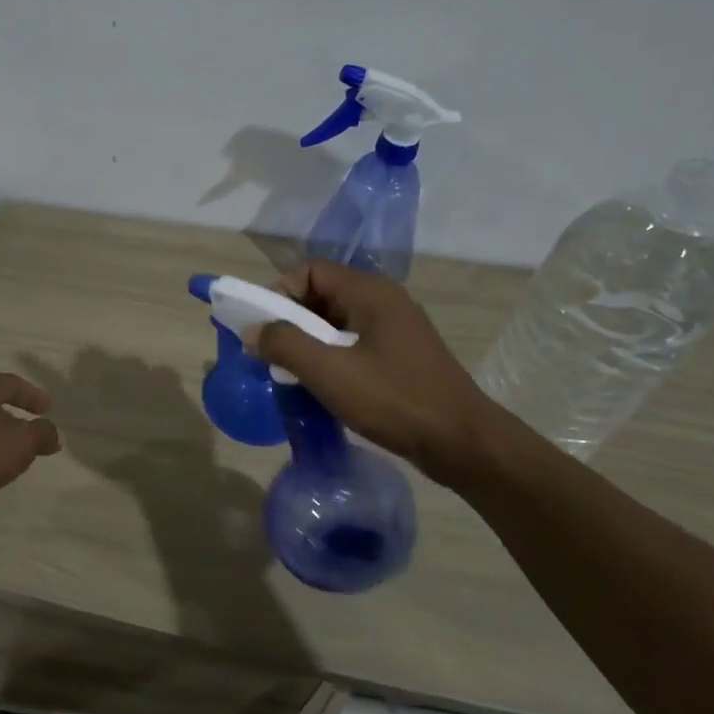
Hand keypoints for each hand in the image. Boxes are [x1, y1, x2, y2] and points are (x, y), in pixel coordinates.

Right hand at [249, 260, 498, 484]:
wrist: (462, 443)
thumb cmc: (394, 400)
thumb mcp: (329, 372)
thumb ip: (285, 345)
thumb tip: (252, 330)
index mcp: (370, 293)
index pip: (311, 270)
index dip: (281, 292)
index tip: (264, 328)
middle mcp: (384, 301)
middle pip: (323, 294)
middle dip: (292, 320)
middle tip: (274, 354)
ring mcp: (396, 329)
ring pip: (338, 321)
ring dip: (310, 342)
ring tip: (294, 373)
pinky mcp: (402, 356)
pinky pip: (354, 343)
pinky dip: (332, 357)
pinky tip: (324, 386)